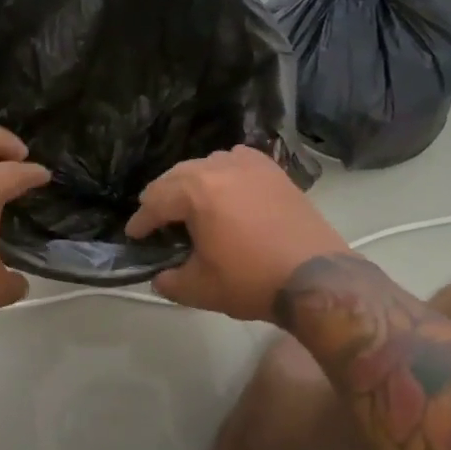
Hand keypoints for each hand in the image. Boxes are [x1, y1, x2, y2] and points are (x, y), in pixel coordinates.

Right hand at [125, 146, 348, 321]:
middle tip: (156, 221)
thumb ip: (169, 280)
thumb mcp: (200, 289)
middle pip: (176, 176)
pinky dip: (222, 172)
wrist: (316, 277)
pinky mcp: (272, 169)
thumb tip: (160, 275)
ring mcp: (249, 163)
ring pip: (205, 165)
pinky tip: (225, 189)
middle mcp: (218, 166)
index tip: (134, 236)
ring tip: (189, 206)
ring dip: (190, 183)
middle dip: (161, 198)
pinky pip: (235, 160)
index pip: (154, 201)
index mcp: (195, 191)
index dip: (140, 222)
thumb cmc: (252, 280)